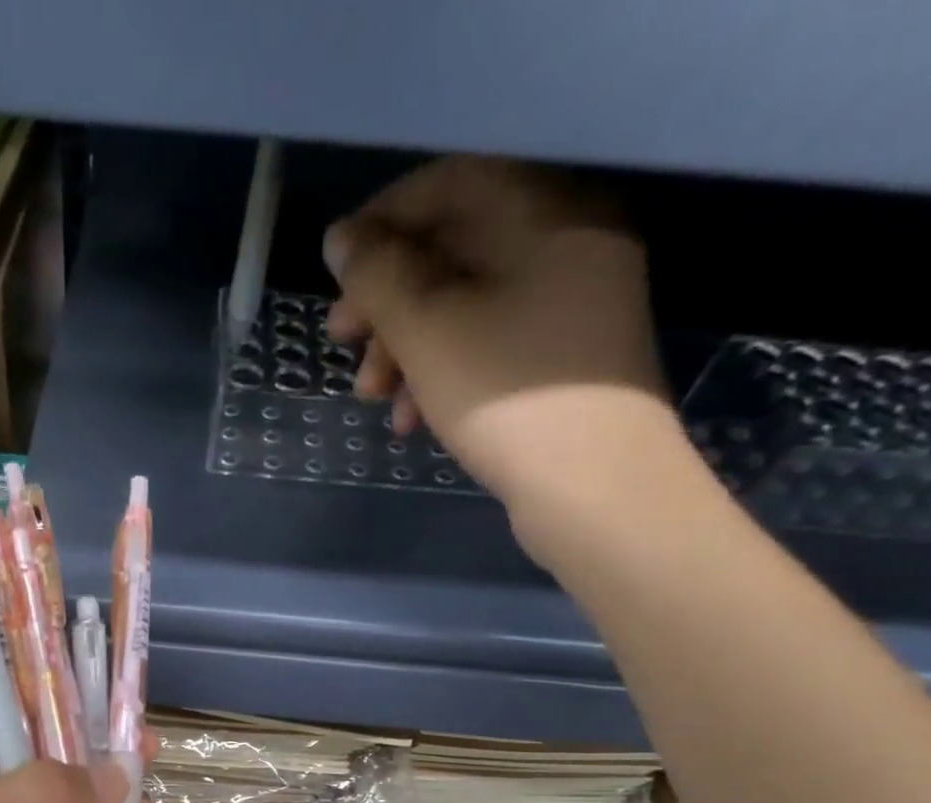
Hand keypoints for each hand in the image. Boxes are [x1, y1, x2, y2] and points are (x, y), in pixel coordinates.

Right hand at [324, 157, 673, 551]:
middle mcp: (564, 244)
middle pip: (450, 250)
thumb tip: (342, 238)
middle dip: (385, 301)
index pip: (446, 185)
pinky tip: (412, 419)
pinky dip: (440, 372)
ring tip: (372, 399)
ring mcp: (569, 306)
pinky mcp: (561, 360)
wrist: (596, 488)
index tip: (334, 275)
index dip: (379, 224)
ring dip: (404, 348)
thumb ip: (377, 274)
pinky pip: (487, 345)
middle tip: (341, 345)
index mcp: (542, 212)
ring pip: (462, 307)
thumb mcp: (426, 328)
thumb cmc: (508, 395)